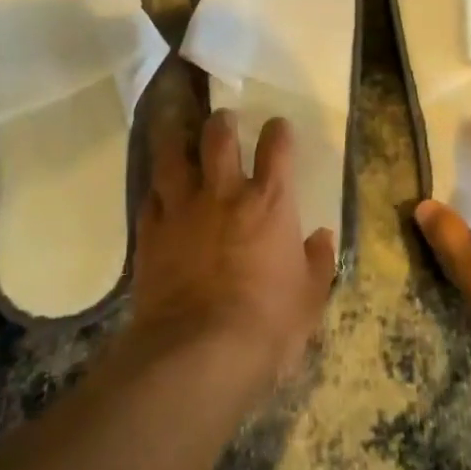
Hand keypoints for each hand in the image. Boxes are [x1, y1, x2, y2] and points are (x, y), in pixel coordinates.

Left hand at [130, 109, 336, 391]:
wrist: (199, 351)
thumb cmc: (267, 324)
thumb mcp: (310, 298)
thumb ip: (317, 262)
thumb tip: (321, 237)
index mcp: (269, 202)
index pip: (277, 148)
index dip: (279, 131)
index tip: (279, 126)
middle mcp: (223, 193)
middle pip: (218, 138)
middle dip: (222, 122)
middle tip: (223, 118)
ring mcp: (182, 210)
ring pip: (171, 156)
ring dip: (175, 138)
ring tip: (175, 128)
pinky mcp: (150, 234)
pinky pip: (149, 198)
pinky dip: (156, 191)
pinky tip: (157, 192)